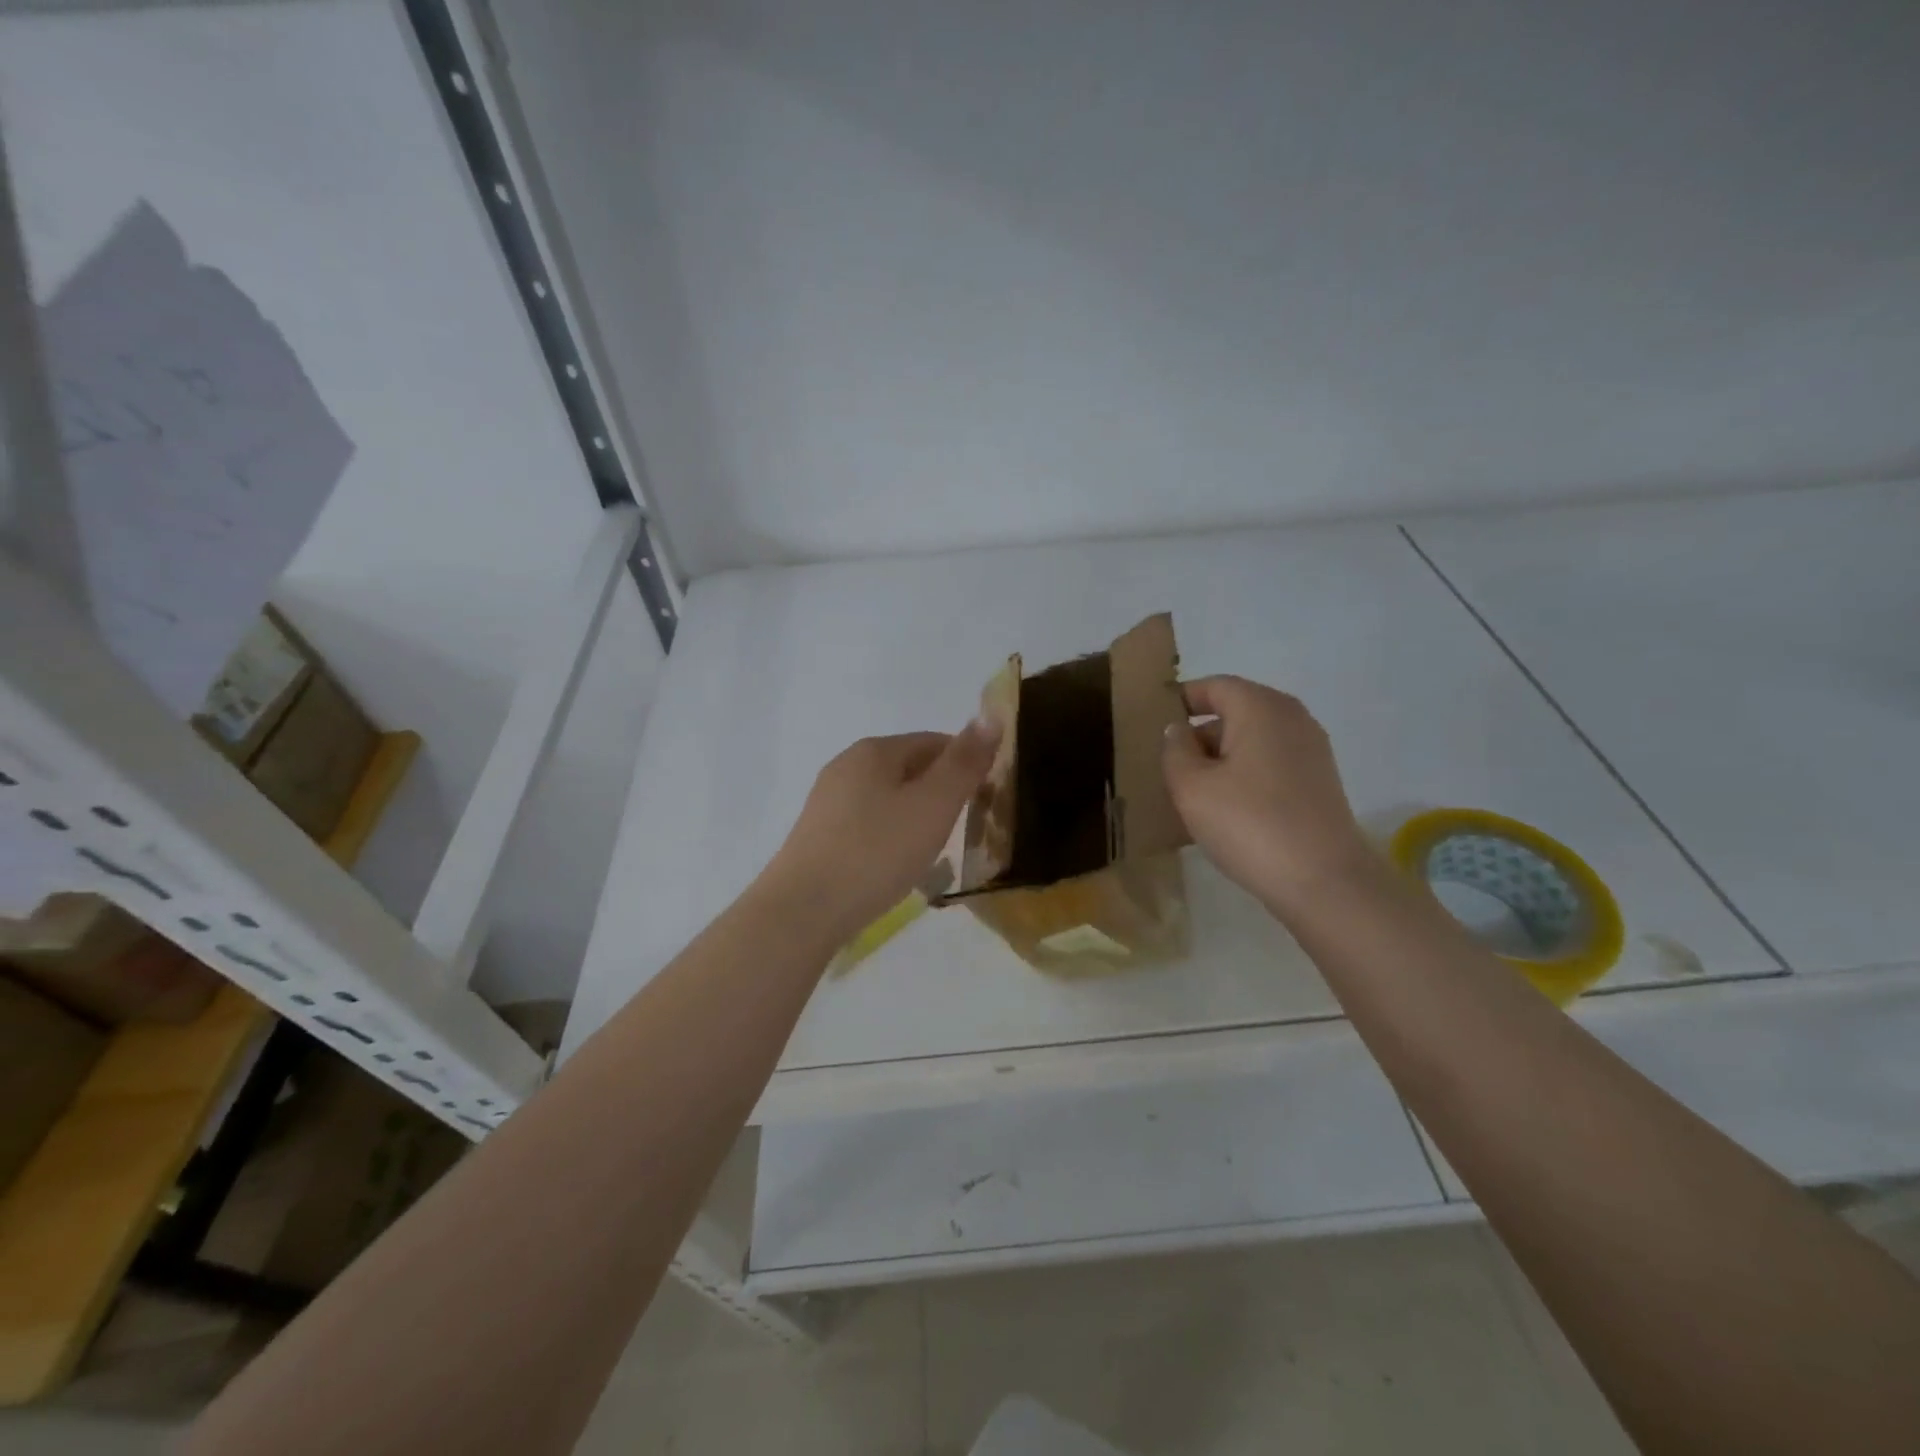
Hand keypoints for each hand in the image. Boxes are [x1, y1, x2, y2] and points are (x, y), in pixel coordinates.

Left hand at [761, 721, 1000, 943]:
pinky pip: (868, 823)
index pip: (935, 742)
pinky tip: (895, 864)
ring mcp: (828, 801)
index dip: (966, 765)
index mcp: (875, 750)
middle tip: (965, 829)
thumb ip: (964, 763)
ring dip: (916, 815)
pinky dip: (890, 835)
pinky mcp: (818, 835)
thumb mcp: (933, 805)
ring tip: (934, 850)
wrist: (804, 911)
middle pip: (909, 768)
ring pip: (888, 797)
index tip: (986, 800)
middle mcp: (846, 765)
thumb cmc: (877, 852)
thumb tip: (991, 717)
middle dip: (941, 792)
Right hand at [1162, 676, 1375, 908]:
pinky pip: (1269, 764)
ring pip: (1251, 741)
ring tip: (1190, 791)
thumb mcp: (1192, 786)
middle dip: (1198, 734)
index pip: (1214, 686)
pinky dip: (1243, 775)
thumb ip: (1175, 750)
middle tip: (1166, 765)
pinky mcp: (1318, 782)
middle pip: (1234, 712)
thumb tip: (1178, 731)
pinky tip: (1225, 809)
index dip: (1181, 699)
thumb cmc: (1249, 823)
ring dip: (1220, 759)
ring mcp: (1310, 750)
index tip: (1152, 721)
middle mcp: (1291, 718)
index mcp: (1261, 707)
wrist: (1323, 881)